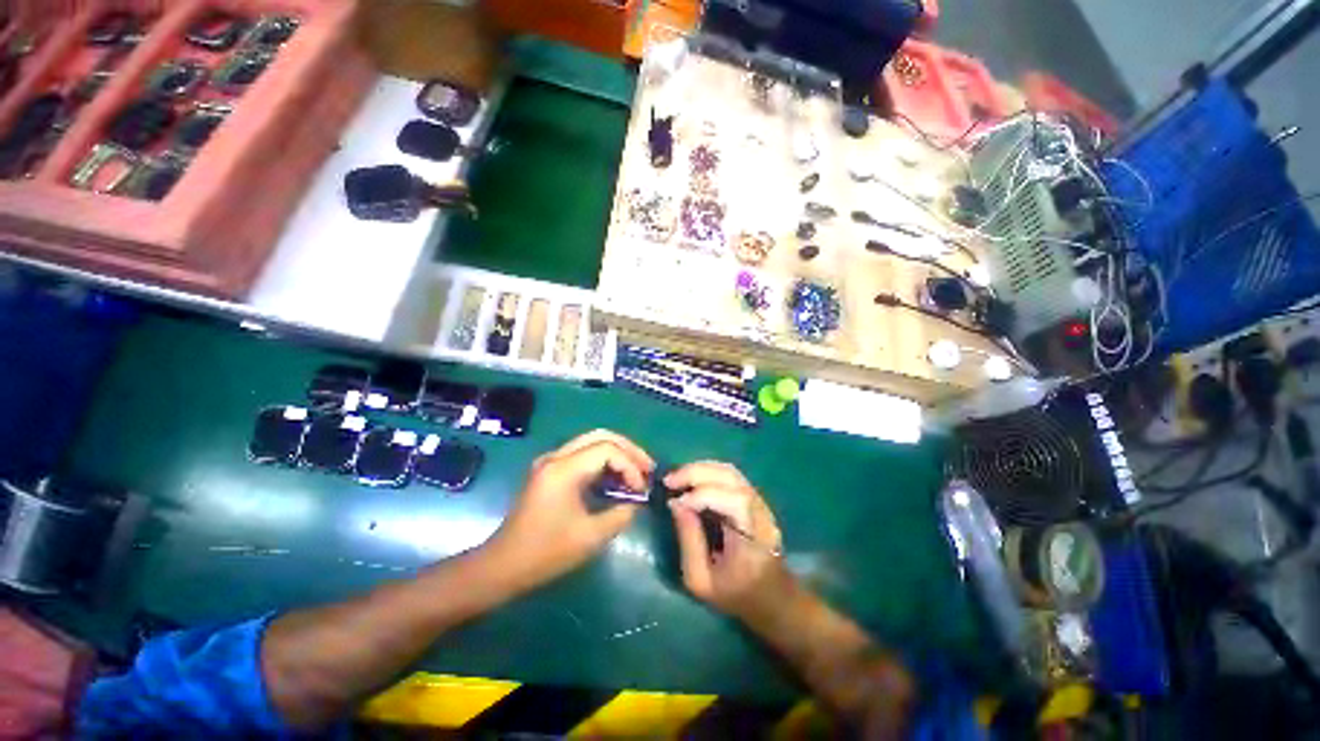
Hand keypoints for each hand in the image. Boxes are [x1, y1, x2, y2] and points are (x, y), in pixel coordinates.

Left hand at [486, 430, 654, 588]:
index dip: (630, 465)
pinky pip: (583, 454)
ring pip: (592, 442)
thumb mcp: (590, 537)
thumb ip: (620, 515)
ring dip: (617, 453)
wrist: (503, 565)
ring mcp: (551, 461)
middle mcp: (556, 457)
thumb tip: (637, 501)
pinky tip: (615, 478)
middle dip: (628, 449)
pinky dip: (603, 461)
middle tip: (647, 467)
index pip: (607, 449)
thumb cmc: (545, 553)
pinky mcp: (550, 470)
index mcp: (563, 469)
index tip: (641, 489)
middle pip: (601, 436)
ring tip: (636, 472)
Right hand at [666, 462, 791, 621]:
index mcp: (753, 536)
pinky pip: (730, 475)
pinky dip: (707, 472)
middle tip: (668, 481)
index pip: (732, 500)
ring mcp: (760, 501)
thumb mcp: (701, 580)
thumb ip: (689, 541)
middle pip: (730, 477)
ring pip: (729, 471)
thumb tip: (675, 503)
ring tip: (677, 478)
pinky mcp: (754, 498)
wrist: (771, 597)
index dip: (700, 495)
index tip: (674, 501)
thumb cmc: (735, 595)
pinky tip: (691, 480)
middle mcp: (760, 511)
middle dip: (696, 473)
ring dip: (700, 469)